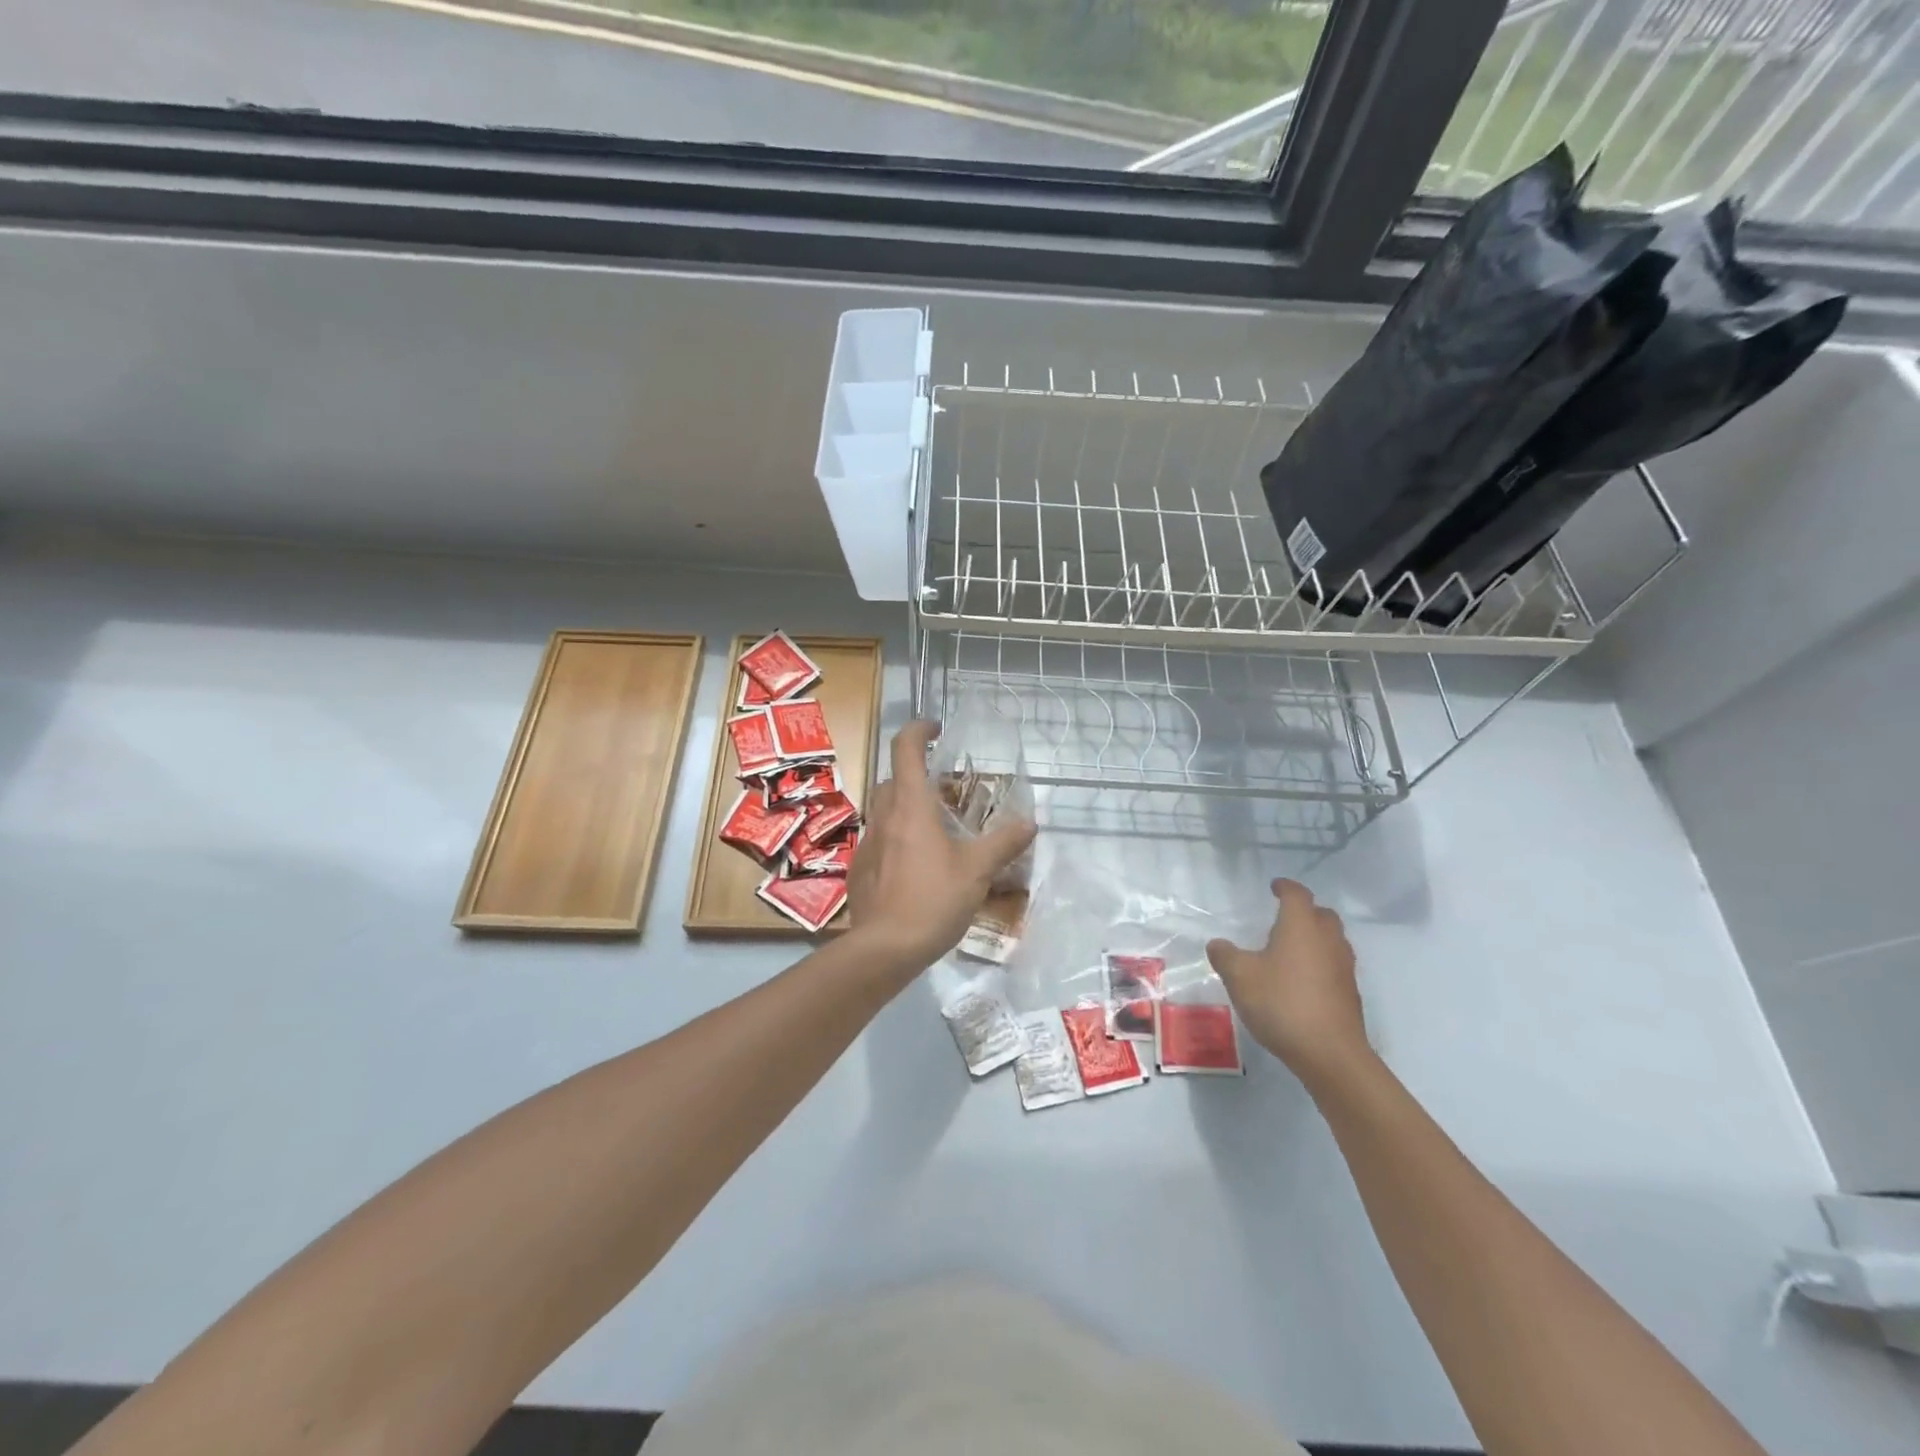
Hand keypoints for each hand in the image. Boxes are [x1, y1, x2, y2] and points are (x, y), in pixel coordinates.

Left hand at [846, 721, 1035, 978]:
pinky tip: (915, 864)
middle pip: (894, 778)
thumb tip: (1029, 823)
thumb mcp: (977, 871)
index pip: (905, 748)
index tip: (936, 728)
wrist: (884, 948)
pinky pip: (879, 838)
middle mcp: (883, 815)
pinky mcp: (860, 867)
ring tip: (935, 827)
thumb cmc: (933, 900)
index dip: (919, 730)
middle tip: (946, 789)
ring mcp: (867, 841)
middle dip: (916, 773)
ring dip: (906, 806)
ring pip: (884, 809)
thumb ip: (1003, 843)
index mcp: (910, 806)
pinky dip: (897, 837)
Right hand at [1206, 879, 1368, 1086]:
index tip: (1274, 886)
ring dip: (1315, 938)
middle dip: (1305, 911)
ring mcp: (1344, 968)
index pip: (1297, 895)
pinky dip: (1320, 963)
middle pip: (1322, 915)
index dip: (1285, 887)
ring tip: (1291, 949)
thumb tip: (1218, 944)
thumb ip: (1225, 956)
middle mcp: (1327, 940)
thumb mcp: (1239, 977)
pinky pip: (1335, 965)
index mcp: (1301, 926)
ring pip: (1332, 940)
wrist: (1330, 1054)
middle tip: (1284, 918)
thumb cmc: (1282, 1003)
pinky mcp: (1349, 994)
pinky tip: (1302, 981)